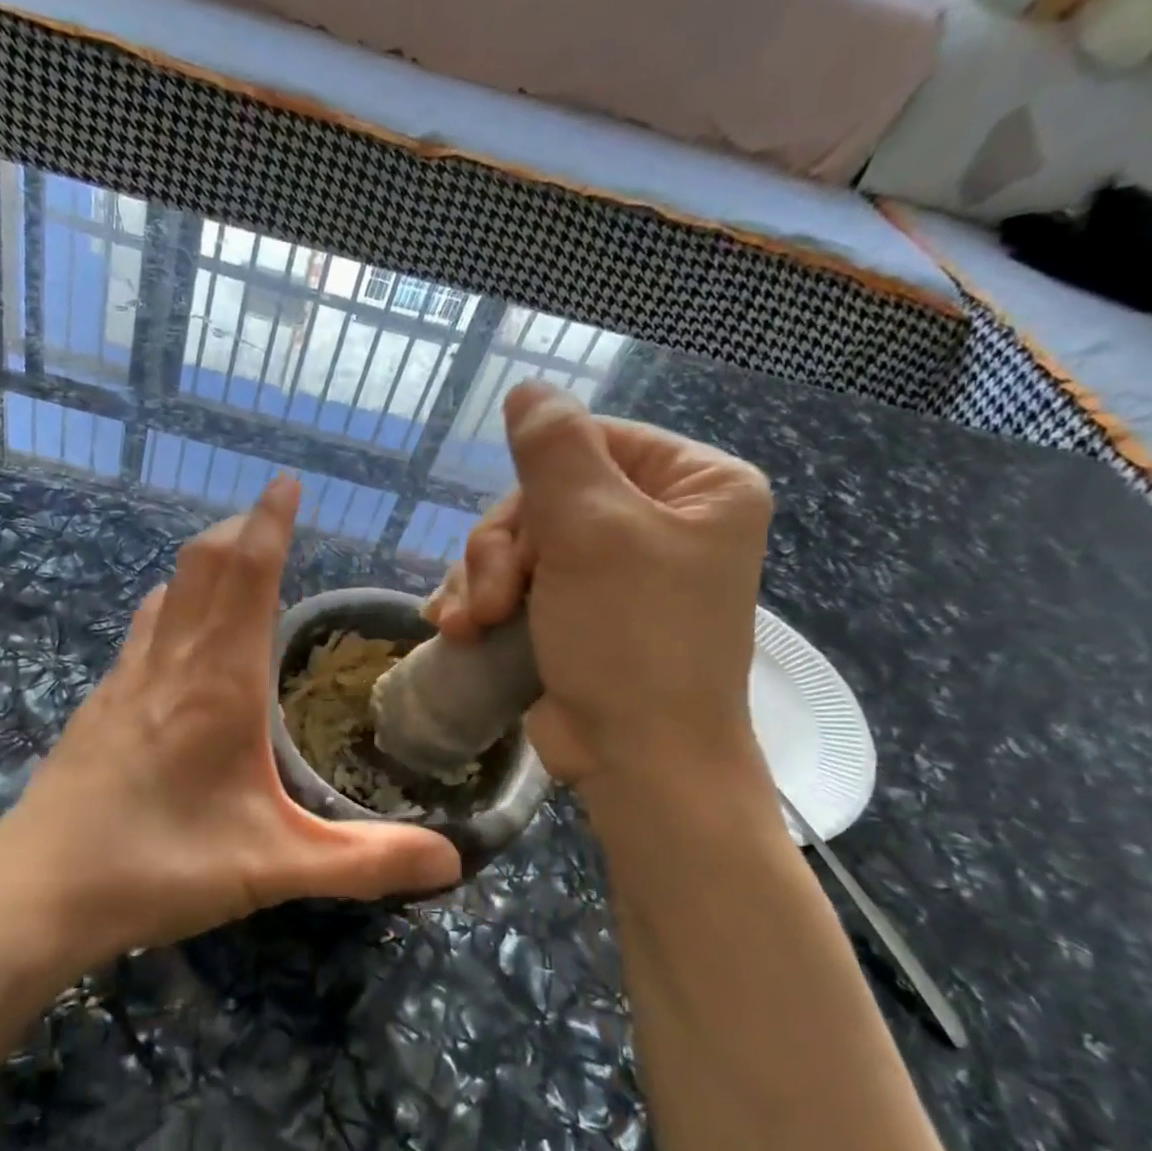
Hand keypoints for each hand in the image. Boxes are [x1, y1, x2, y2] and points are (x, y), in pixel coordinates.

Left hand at [0, 475, 459, 970]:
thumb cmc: (159, 867)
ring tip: (233, 564)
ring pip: (167, 592)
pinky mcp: (99, 704)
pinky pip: (142, 630)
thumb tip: (452, 859)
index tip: (286, 482)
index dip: (270, 523)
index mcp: (220, 683)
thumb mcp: (273, 868)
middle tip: (270, 517)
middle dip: (239, 529)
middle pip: (203, 565)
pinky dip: (170, 606)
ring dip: (202, 563)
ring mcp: (125, 679)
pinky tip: (175, 633)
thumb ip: (364, 863)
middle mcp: (171, 664)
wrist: (38, 890)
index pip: (248, 575)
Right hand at [426, 383, 771, 791]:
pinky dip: (480, 602)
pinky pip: (515, 581)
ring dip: (480, 581)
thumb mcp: (593, 532)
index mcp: (696, 486)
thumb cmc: (631, 640)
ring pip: (520, 542)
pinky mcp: (576, 611)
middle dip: (502, 550)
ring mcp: (614, 570)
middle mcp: (660, 521)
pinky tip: (455, 627)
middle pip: (546, 497)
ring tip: (469, 625)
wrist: (638, 762)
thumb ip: (555, 450)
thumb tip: (527, 388)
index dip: (536, 484)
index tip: (516, 540)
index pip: (591, 441)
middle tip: (489, 601)